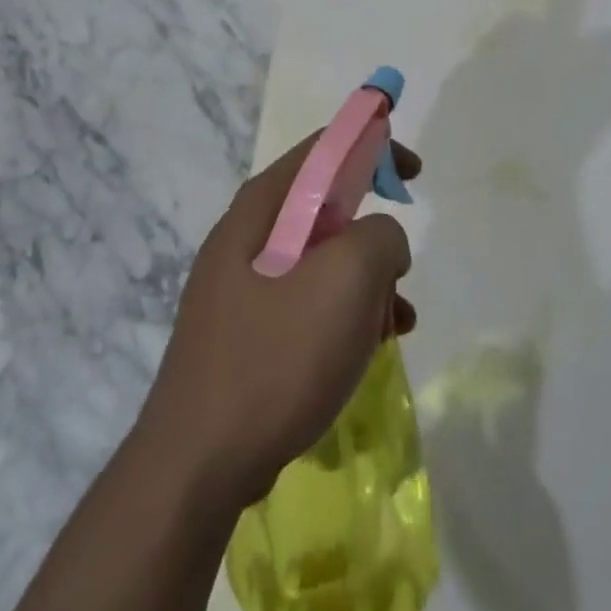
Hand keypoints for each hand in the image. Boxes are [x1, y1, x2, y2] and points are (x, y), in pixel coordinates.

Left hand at [136, 133, 420, 509]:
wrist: (198, 464)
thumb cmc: (275, 358)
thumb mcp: (345, 281)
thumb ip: (378, 237)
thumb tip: (381, 238)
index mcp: (259, 211)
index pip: (320, 151)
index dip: (370, 146)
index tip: (412, 172)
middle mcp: (245, 239)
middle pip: (322, 210)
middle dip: (371, 235)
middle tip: (398, 268)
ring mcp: (242, 289)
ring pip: (320, 263)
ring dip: (365, 284)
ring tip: (393, 322)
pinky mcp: (247, 334)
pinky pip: (307, 306)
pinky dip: (343, 317)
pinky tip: (368, 350)